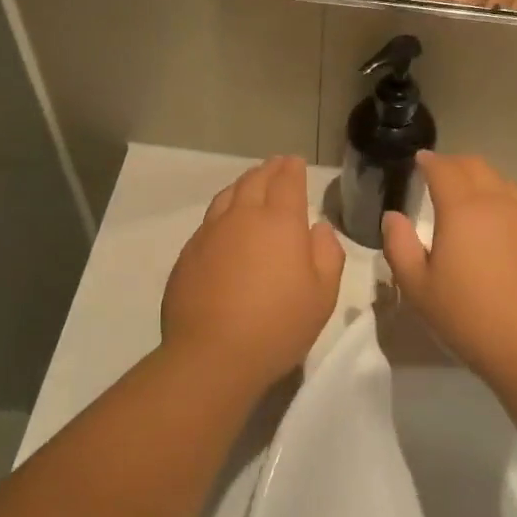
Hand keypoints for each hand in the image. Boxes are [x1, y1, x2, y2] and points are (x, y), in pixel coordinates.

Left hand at [162, 155, 344, 389]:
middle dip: (269, 170)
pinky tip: (225, 222)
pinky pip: (209, 219)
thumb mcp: (323, 294)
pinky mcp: (188, 253)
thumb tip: (318, 228)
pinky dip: (223, 210)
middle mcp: (242, 216)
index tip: (296, 162)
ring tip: (251, 184)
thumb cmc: (278, 324)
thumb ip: (327, 254)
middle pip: (255, 181)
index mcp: (280, 221)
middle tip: (277, 166)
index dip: (293, 169)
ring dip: (243, 184)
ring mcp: (210, 232)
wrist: (213, 354)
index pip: (287, 181)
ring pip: (228, 195)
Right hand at [380, 152, 516, 381]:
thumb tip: (393, 217)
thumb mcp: (418, 288)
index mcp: (463, 210)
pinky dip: (502, 202)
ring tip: (467, 197)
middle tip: (438, 174)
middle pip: (476, 167)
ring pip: (503, 183)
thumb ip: (399, 246)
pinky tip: (496, 228)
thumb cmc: (468, 318)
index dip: (429, 161)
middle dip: (454, 164)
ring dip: (481, 180)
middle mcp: (499, 204)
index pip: (444, 169)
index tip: (419, 161)